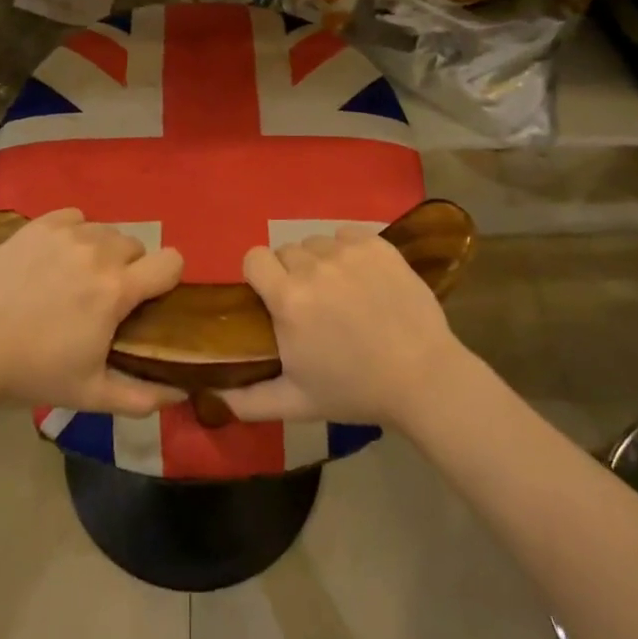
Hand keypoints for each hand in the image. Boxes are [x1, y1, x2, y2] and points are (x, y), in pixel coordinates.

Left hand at [0, 208, 185, 415]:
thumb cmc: (33, 372)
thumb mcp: (91, 394)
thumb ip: (142, 396)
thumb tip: (181, 393)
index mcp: (116, 289)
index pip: (171, 261)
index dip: (167, 278)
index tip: (150, 297)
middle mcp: (98, 252)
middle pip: (136, 246)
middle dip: (129, 268)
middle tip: (103, 297)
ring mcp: (66, 234)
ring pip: (105, 231)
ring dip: (102, 251)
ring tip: (76, 277)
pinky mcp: (38, 226)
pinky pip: (74, 217)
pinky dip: (75, 232)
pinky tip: (58, 255)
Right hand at [223, 225, 472, 428]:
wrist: (423, 377)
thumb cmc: (356, 390)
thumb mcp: (297, 403)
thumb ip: (250, 400)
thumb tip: (214, 397)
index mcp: (288, 299)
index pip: (253, 258)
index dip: (259, 275)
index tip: (271, 296)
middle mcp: (313, 266)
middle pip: (285, 251)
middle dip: (291, 273)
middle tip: (311, 304)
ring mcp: (348, 252)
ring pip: (316, 242)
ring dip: (319, 262)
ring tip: (340, 291)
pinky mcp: (377, 244)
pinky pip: (346, 235)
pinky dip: (347, 250)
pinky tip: (362, 278)